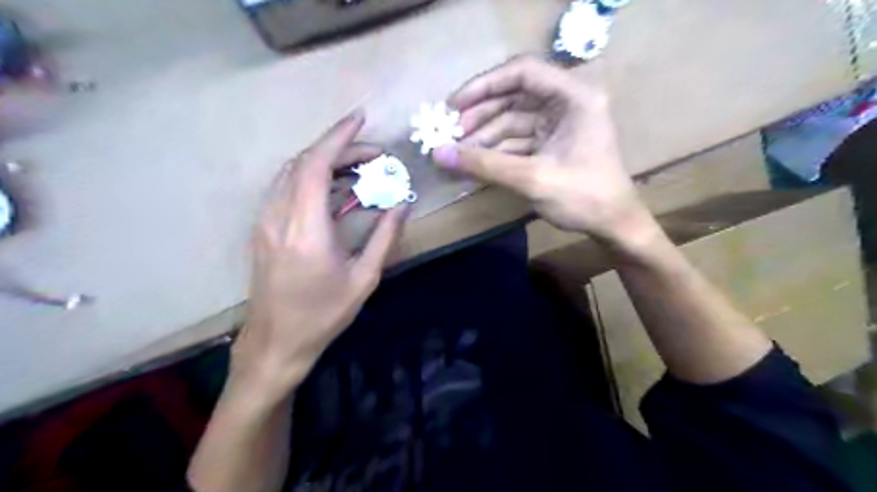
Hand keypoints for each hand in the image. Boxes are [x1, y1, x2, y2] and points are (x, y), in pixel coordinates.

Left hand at [232, 112, 411, 395]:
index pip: (316, 164)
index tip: (361, 119)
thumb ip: (385, 237)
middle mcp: (279, 216)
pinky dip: (312, 178)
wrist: (276, 342)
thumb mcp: (364, 279)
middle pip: (305, 163)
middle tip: (374, 156)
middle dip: (341, 149)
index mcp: (306, 229)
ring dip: (326, 162)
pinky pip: (286, 189)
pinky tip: (335, 190)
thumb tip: (403, 206)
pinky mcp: (263, 229)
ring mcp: (266, 222)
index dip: (338, 137)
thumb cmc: (324, 314)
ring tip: (359, 169)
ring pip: (292, 173)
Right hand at [433, 57, 645, 243]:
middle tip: (450, 133)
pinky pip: (517, 140)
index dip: (485, 85)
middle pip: (514, 97)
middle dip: (480, 115)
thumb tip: (438, 154)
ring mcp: (558, 125)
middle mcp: (566, 103)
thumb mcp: (532, 179)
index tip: (455, 104)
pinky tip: (473, 161)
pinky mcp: (551, 144)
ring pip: (512, 121)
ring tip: (456, 152)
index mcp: (574, 97)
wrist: (612, 226)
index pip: (523, 72)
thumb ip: (485, 165)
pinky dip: (495, 150)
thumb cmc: (583, 198)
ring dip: (484, 136)